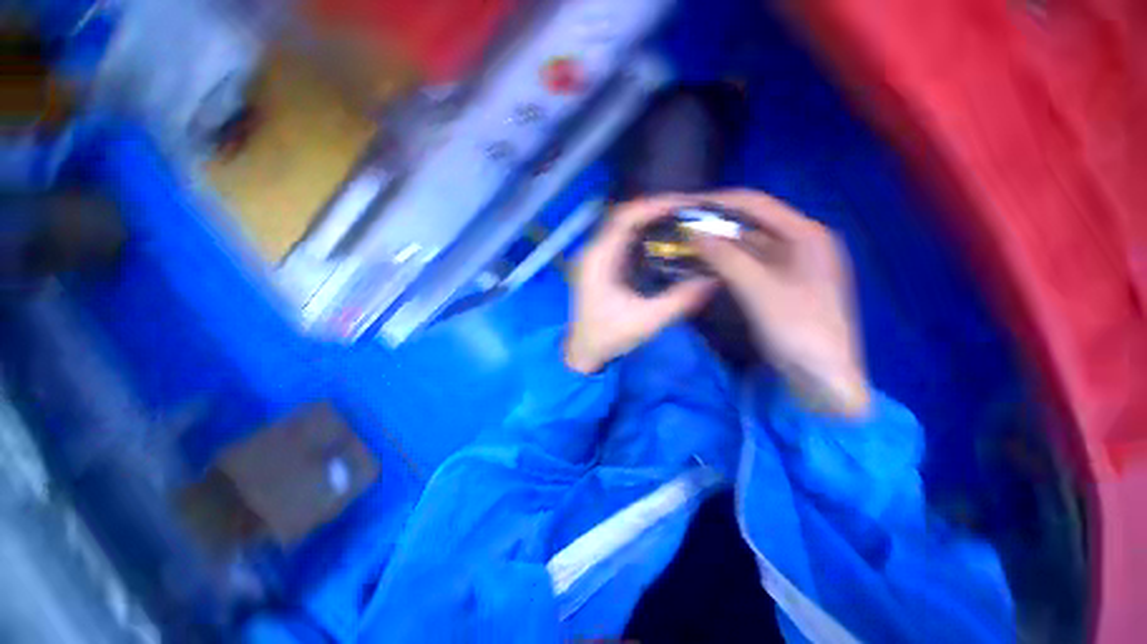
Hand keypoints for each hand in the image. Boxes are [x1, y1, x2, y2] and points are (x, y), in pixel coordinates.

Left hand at [564, 196, 716, 373]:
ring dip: (650, 219)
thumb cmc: (608, 336)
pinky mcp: (602, 264)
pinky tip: (664, 238)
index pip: (624, 218)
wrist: (584, 351)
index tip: (685, 204)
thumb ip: (679, 300)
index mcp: (598, 260)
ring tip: (682, 219)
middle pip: (624, 217)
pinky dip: (644, 233)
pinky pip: (624, 239)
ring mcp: (596, 257)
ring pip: (624, 226)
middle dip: (656, 209)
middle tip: (689, 210)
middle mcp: (594, 251)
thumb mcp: (646, 321)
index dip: (654, 206)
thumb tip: (713, 278)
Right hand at [694, 190, 870, 417]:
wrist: (823, 376)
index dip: (720, 202)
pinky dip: (727, 263)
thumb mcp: (760, 290)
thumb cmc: (799, 329)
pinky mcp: (780, 284)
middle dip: (717, 224)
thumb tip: (694, 234)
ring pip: (748, 245)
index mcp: (807, 235)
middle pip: (753, 224)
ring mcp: (791, 265)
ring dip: (720, 244)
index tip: (688, 207)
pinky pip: (749, 264)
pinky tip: (706, 264)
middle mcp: (801, 243)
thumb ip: (727, 259)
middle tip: (683, 228)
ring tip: (688, 244)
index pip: (758, 205)